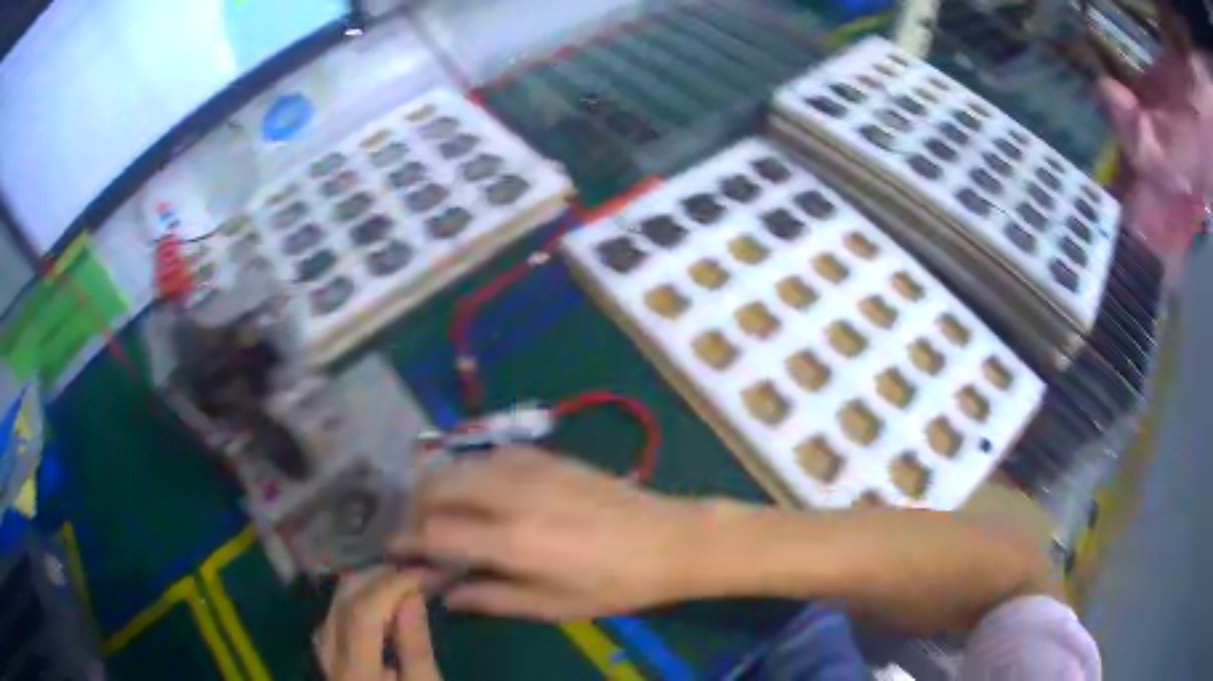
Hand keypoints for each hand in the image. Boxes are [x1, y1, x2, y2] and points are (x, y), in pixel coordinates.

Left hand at [318, 571, 440, 680]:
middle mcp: (329, 658)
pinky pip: (331, 622)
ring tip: (395, 585)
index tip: (422, 574)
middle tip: (410, 573)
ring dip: (361, 589)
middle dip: (374, 579)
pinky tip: (372, 606)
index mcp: (356, 671)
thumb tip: (411, 596)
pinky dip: (351, 606)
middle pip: (340, 602)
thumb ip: (414, 645)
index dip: (391, 585)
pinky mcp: (326, 662)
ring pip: (332, 608)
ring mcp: (322, 659)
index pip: (363, 611)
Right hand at [403, 448, 704, 620]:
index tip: (395, 551)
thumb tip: (446, 594)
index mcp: (513, 540)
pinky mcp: (546, 456)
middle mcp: (511, 496)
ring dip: (438, 487)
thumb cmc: (614, 584)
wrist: (669, 539)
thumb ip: (492, 598)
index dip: (408, 542)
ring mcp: (529, 468)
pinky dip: (468, 473)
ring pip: (458, 465)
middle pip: (436, 486)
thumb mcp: (554, 606)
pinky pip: (487, 456)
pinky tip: (479, 494)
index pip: (434, 532)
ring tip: (442, 514)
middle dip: (415, 508)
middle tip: (419, 533)